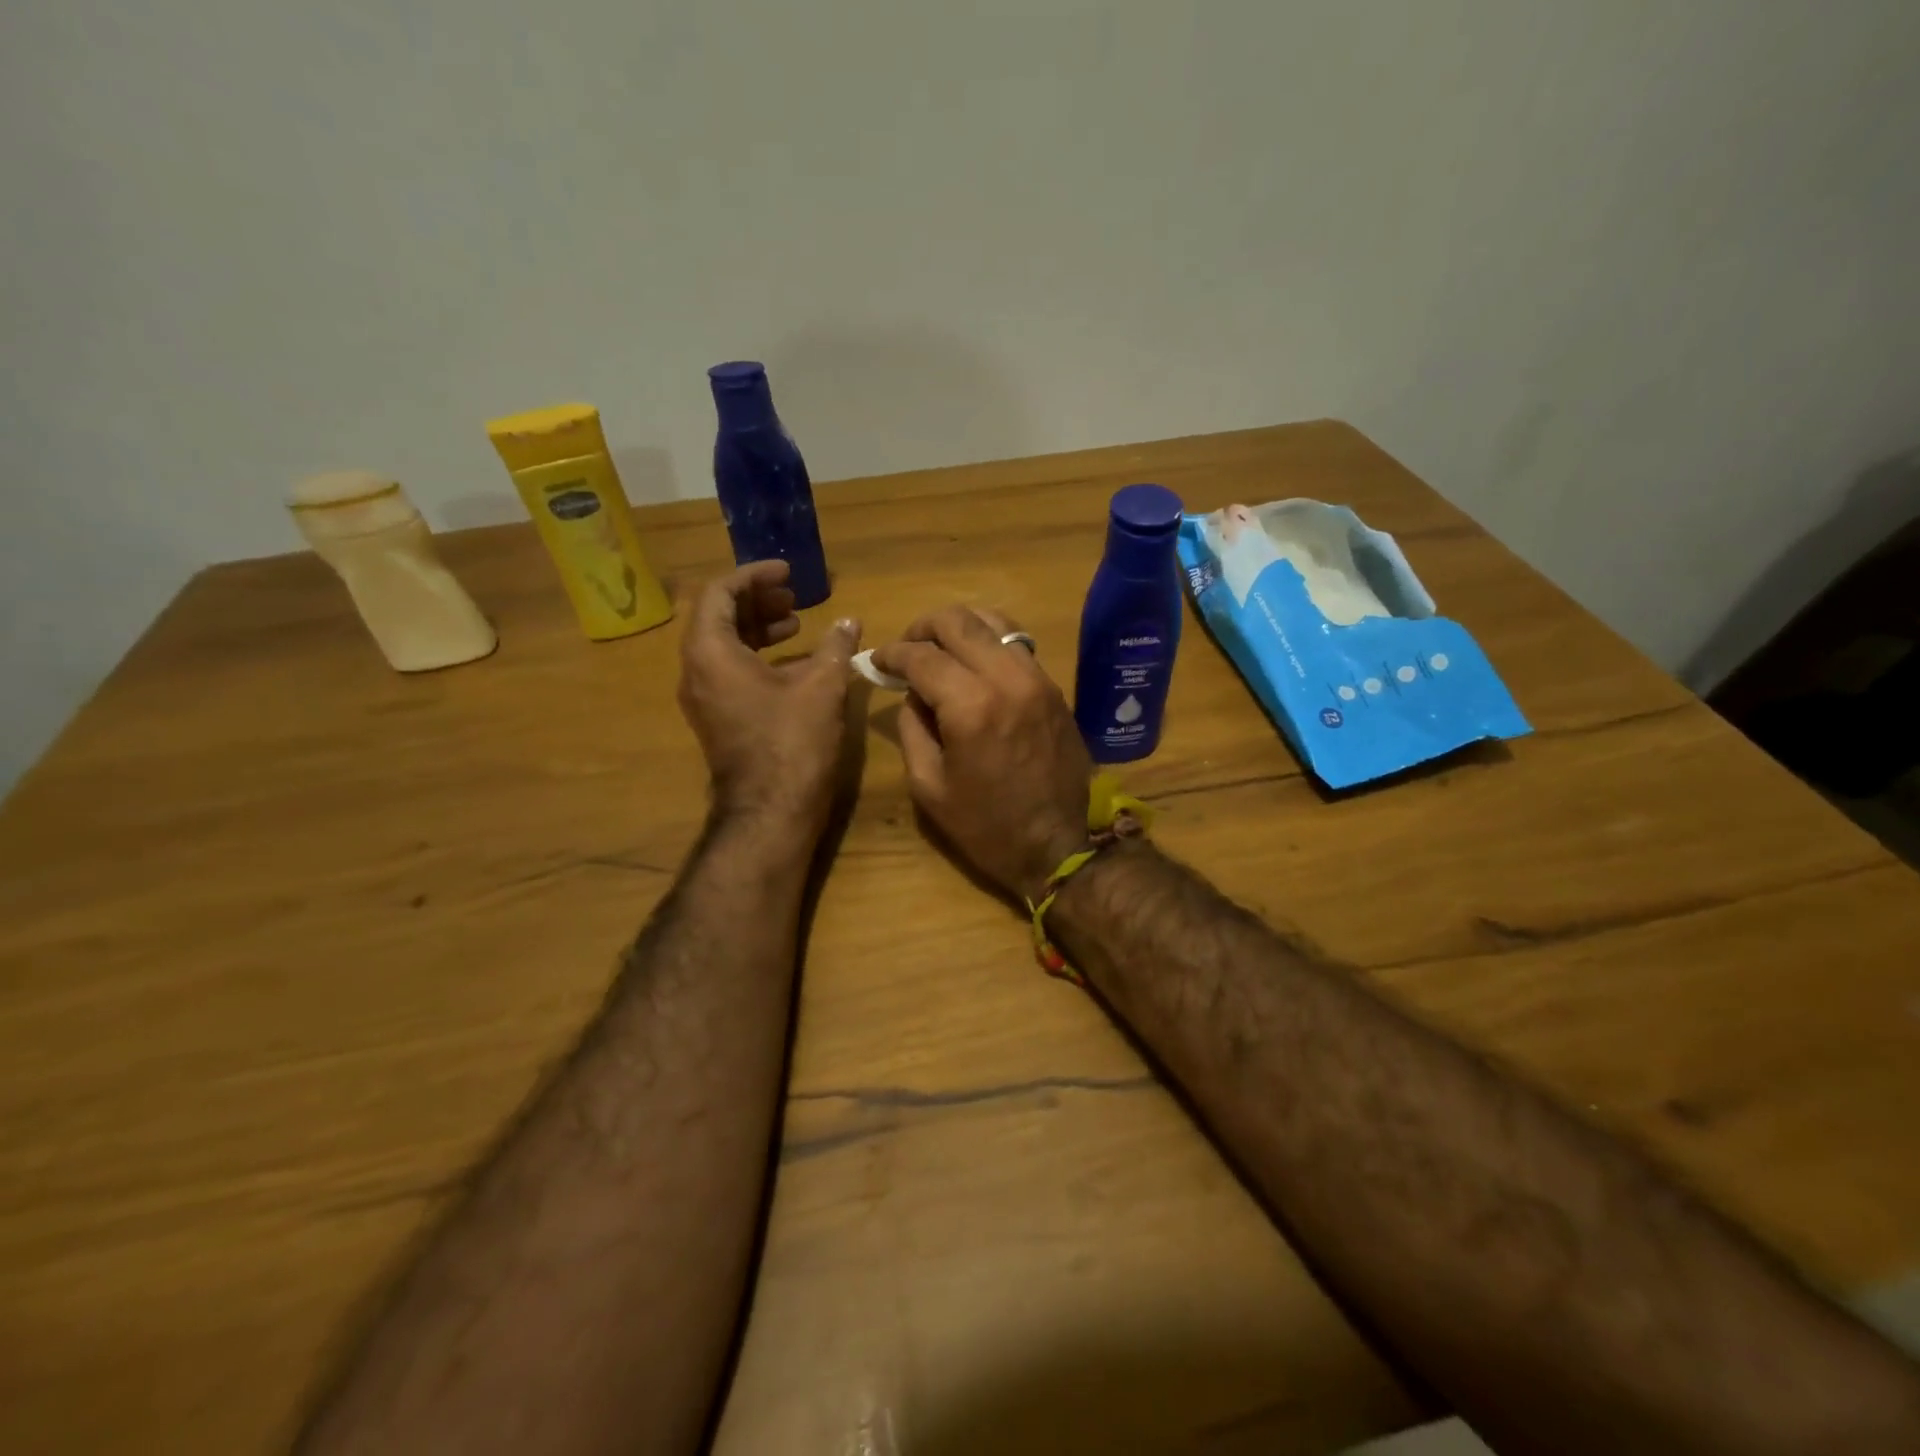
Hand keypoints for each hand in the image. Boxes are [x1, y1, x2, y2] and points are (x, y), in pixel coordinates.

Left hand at [677, 561, 860, 834]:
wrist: (771, 811)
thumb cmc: (792, 742)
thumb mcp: (822, 686)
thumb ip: (835, 646)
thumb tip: (849, 622)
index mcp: (710, 652)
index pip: (720, 592)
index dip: (755, 575)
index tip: (788, 572)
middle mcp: (696, 670)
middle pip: (718, 617)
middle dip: (757, 600)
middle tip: (795, 596)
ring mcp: (704, 698)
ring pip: (724, 645)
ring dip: (758, 628)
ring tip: (797, 623)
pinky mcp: (718, 719)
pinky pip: (729, 671)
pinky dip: (757, 656)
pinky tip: (795, 662)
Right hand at [872, 606, 1091, 901]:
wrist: (1058, 845)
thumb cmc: (986, 826)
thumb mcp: (929, 786)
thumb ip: (912, 728)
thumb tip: (912, 692)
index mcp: (971, 706)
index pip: (922, 655)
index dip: (892, 653)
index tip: (878, 661)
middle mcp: (1007, 679)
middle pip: (958, 622)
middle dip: (923, 628)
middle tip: (906, 648)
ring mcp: (1037, 678)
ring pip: (993, 622)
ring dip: (959, 627)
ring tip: (939, 648)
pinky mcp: (1053, 687)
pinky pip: (1017, 644)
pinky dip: (989, 640)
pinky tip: (973, 661)